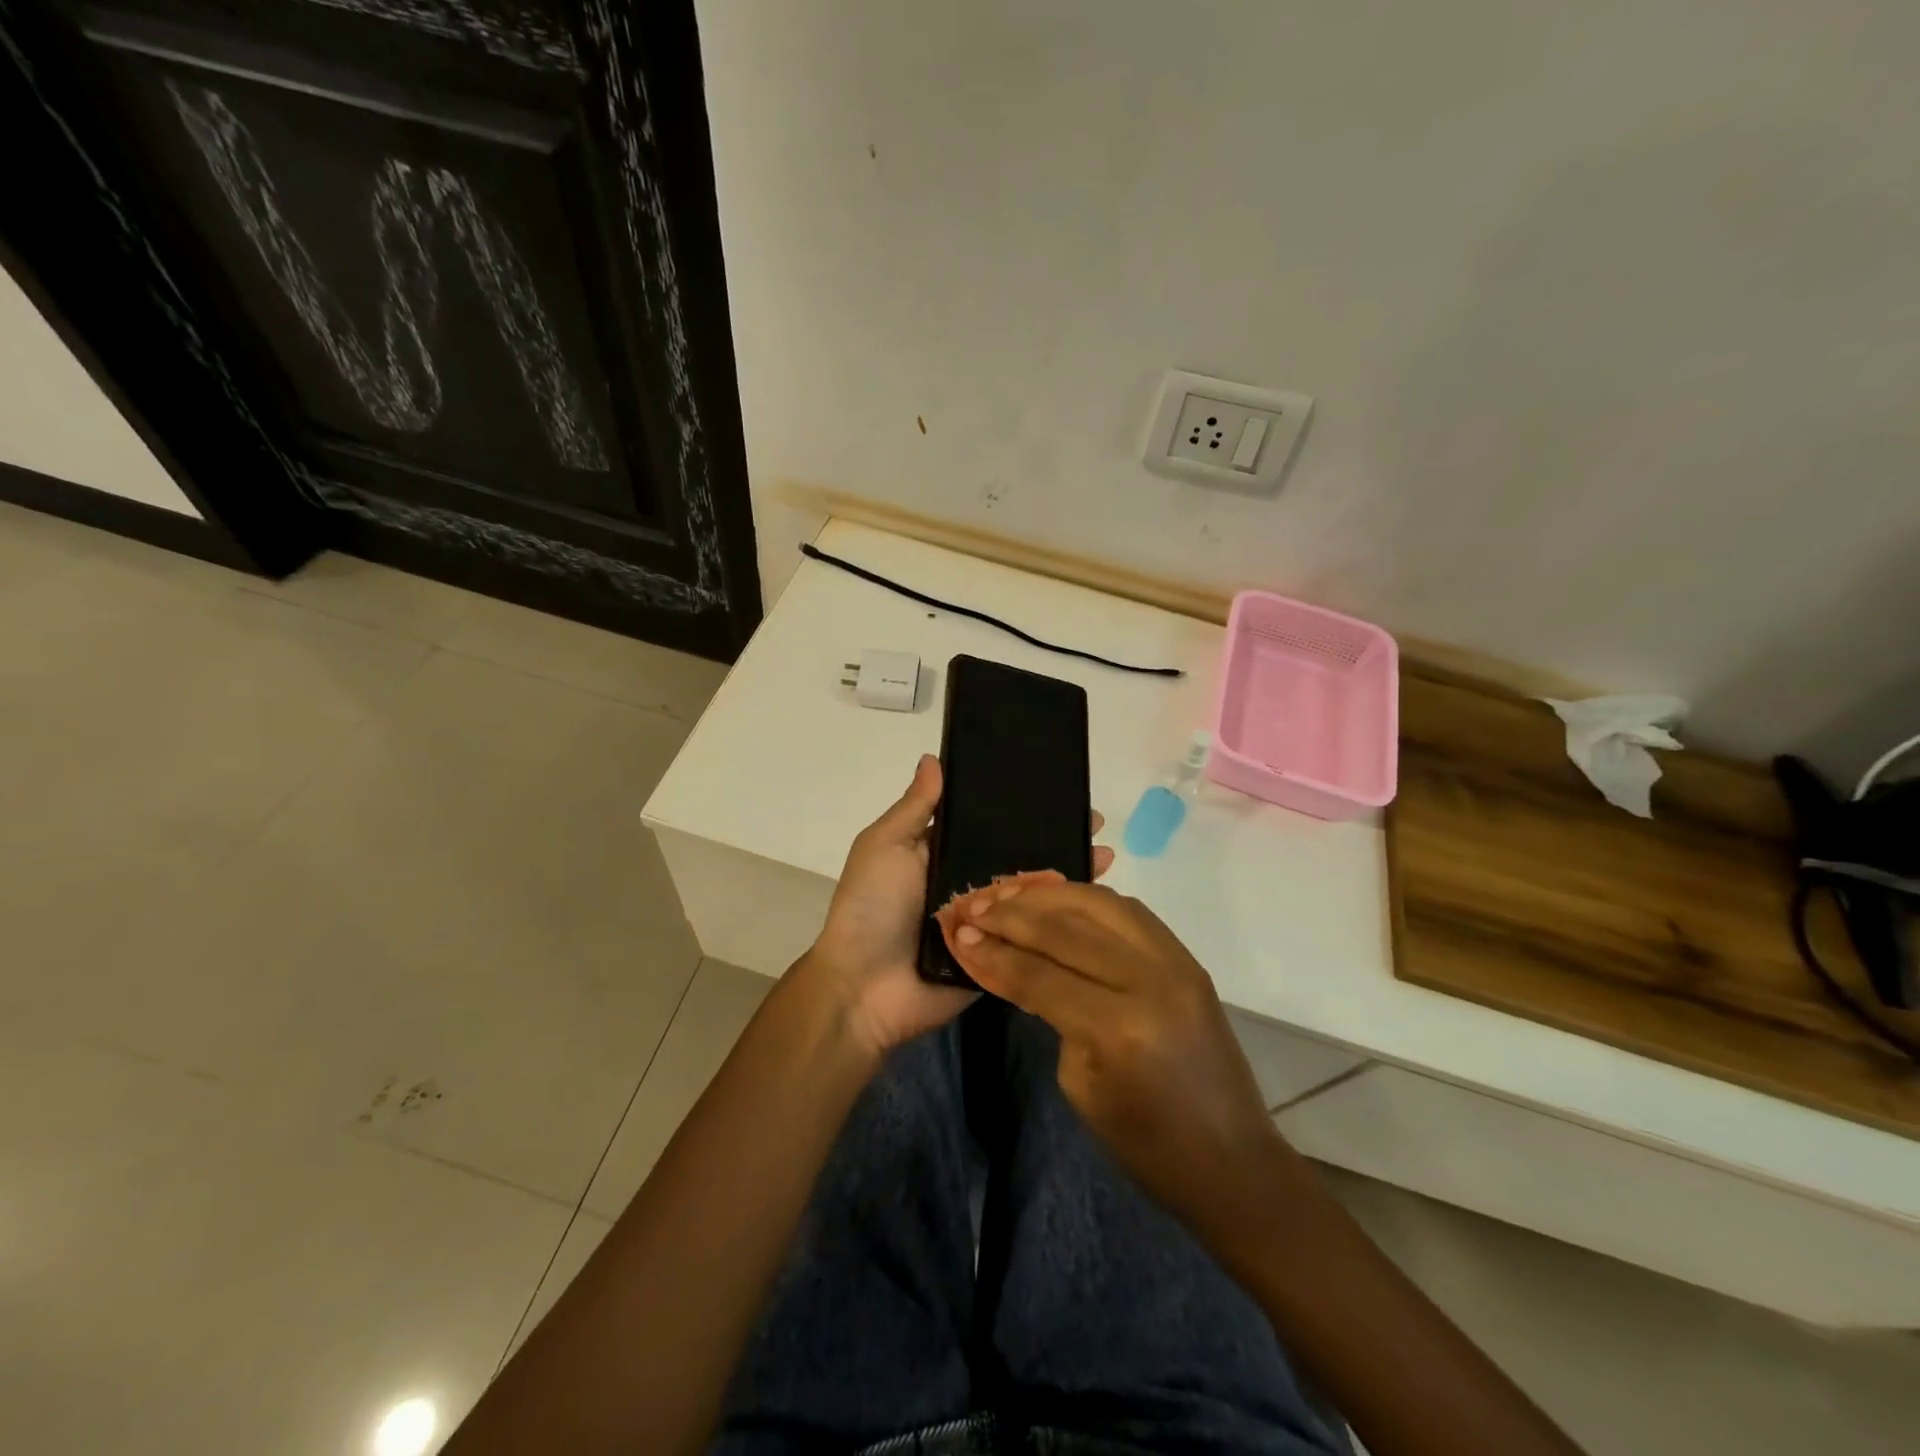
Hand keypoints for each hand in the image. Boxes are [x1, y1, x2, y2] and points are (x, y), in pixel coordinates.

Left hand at [804, 755, 1113, 1057]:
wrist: (864, 988)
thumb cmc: (871, 907)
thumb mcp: (885, 846)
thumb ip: (915, 808)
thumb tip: (934, 759)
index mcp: (942, 856)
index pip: (989, 825)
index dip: (1020, 808)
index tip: (1057, 787)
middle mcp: (969, 886)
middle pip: (1018, 857)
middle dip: (1055, 838)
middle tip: (1094, 821)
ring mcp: (988, 924)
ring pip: (1033, 895)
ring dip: (1067, 875)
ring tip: (1106, 853)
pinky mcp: (1001, 958)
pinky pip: (1034, 937)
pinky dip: (1062, 922)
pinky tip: (1098, 903)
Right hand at [937, 880, 1280, 1239]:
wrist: (1232, 1159)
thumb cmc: (1146, 1144)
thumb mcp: (1080, 1084)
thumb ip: (1049, 1011)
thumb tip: (1018, 962)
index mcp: (1117, 1027)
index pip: (1039, 973)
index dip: (993, 951)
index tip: (957, 933)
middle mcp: (1150, 980)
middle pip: (1066, 928)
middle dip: (1011, 914)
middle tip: (973, 904)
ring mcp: (1176, 962)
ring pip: (1099, 904)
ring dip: (1048, 895)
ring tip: (1009, 892)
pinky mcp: (1188, 958)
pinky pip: (1129, 911)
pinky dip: (1088, 900)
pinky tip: (1058, 899)